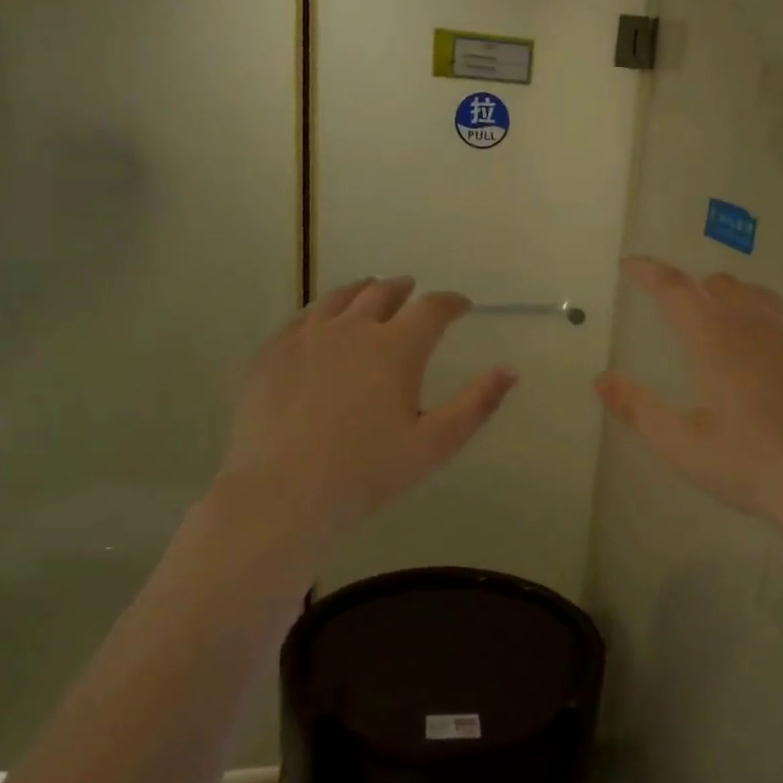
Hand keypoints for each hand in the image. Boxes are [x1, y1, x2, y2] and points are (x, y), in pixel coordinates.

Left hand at [221, 277, 517, 535]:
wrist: (284, 493)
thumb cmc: (368, 472)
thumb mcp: (436, 443)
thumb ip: (477, 403)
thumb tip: (510, 370)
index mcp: (396, 347)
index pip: (432, 309)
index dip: (451, 303)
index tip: (461, 305)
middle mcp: (352, 328)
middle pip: (382, 292)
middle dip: (404, 289)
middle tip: (413, 291)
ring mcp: (306, 337)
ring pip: (340, 298)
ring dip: (362, 291)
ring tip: (369, 291)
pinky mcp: (272, 352)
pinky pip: (302, 318)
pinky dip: (322, 311)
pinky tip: (321, 322)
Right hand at [594, 258, 782, 530]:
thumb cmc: (749, 465)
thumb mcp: (681, 444)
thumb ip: (638, 408)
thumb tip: (602, 379)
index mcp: (713, 340)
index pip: (675, 290)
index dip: (650, 272)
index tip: (633, 264)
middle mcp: (755, 325)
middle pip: (720, 286)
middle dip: (695, 288)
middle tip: (681, 305)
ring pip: (763, 295)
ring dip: (739, 295)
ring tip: (730, 308)